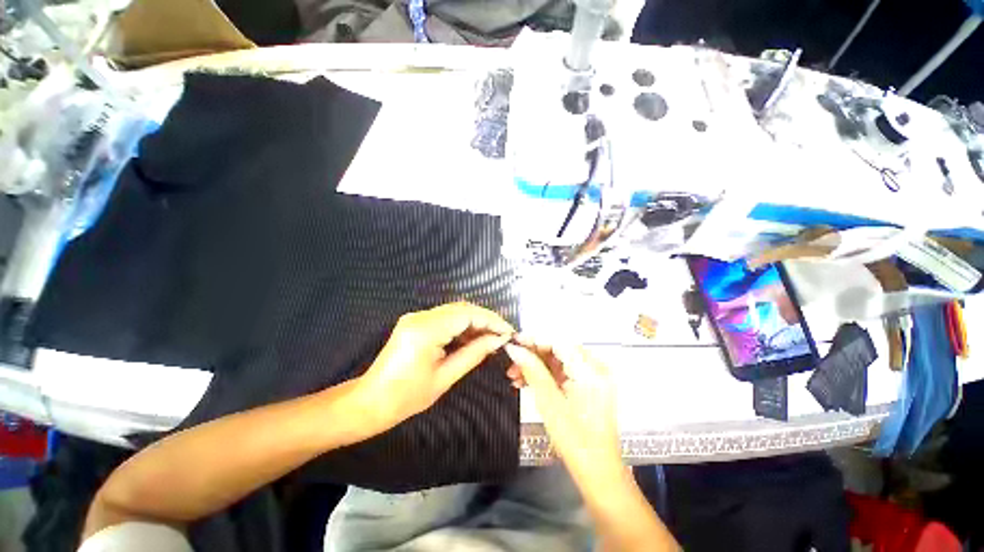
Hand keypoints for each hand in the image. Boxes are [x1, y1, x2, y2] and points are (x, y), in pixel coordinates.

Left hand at [357, 302, 513, 431]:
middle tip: (502, 335)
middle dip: (485, 319)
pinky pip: (444, 318)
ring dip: (474, 322)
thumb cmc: (406, 397)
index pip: (467, 314)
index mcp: (426, 330)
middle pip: (461, 308)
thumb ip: (474, 354)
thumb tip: (498, 340)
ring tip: (490, 338)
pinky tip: (471, 338)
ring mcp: (416, 317)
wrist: (370, 402)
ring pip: (454, 311)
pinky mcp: (415, 322)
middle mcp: (420, 316)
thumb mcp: (445, 377)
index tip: (508, 331)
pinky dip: (461, 326)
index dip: (491, 320)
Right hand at [504, 339, 623, 482]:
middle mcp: (596, 368)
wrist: (597, 470)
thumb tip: (514, 349)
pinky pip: (563, 371)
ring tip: (515, 375)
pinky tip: (527, 381)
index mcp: (591, 371)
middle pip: (559, 349)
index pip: (559, 341)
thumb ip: (532, 371)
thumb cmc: (575, 440)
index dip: (535, 338)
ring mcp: (593, 376)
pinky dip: (546, 374)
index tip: (514, 340)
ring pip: (559, 359)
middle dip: (533, 354)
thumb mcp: (549, 403)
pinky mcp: (589, 384)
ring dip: (537, 365)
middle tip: (512, 362)